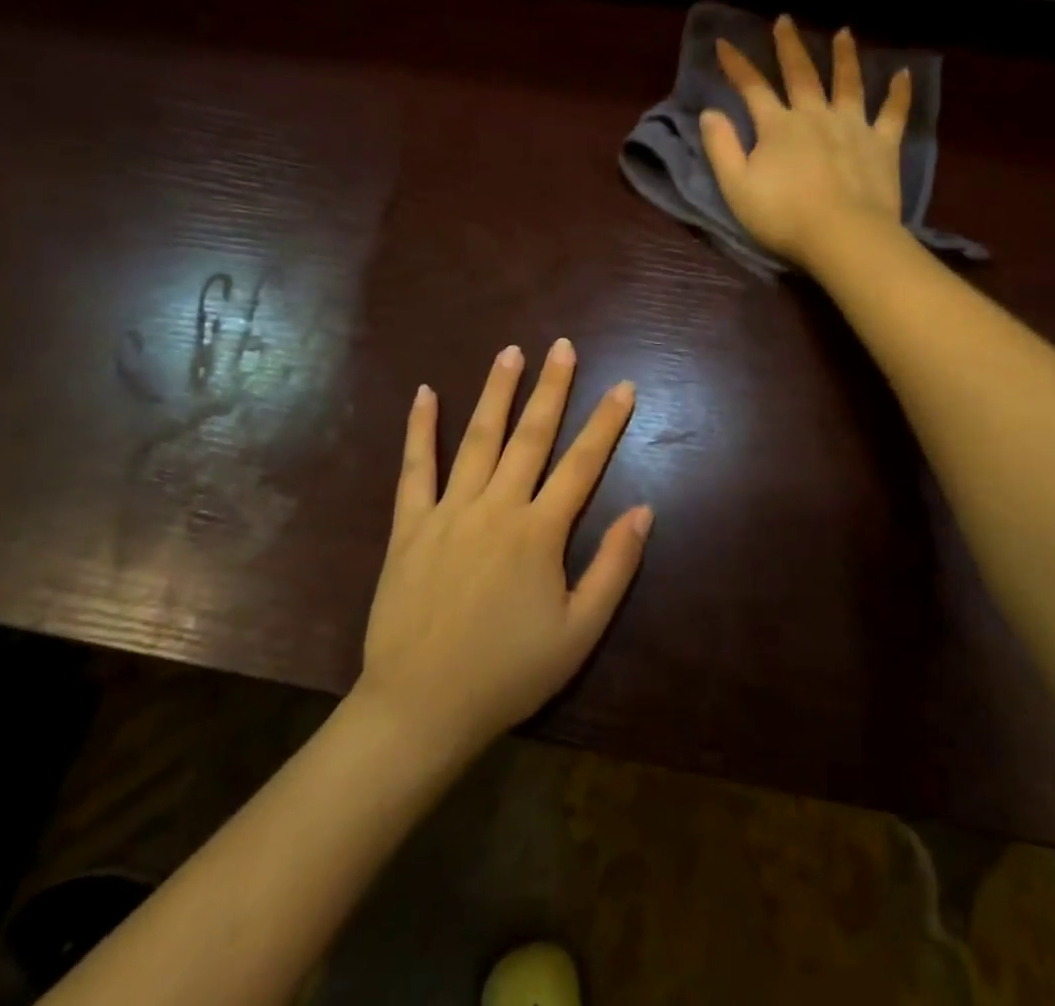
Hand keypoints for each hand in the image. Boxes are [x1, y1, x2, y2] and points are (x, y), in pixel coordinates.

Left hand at [356, 340, 649, 758]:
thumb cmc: (508, 673)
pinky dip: (420, 429)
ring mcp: (449, 511)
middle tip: (563, 346)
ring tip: (510, 352)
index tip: (623, 386)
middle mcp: (497, 507)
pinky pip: (415, 468)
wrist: (420, 707)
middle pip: (531, 436)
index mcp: (539, 532)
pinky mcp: (410, 525)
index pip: (582, 464)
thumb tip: (644, 510)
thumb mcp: (578, 632)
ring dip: (496, 392)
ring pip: (478, 439)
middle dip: (552, 388)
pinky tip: (424, 393)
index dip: (606, 423)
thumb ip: (613, 567)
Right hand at [700, 14, 910, 270]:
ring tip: (844, 33)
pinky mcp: (883, 145)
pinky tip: (904, 73)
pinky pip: (893, 113)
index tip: (724, 42)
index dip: (737, 65)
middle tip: (785, 20)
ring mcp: (853, 126)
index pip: (752, 87)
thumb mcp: (736, 186)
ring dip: (844, 56)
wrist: (843, 235)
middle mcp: (815, 115)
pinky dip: (899, 93)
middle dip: (789, 46)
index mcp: (778, 126)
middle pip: (801, 74)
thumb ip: (722, 147)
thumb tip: (710, 112)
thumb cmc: (783, 216)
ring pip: (848, 83)